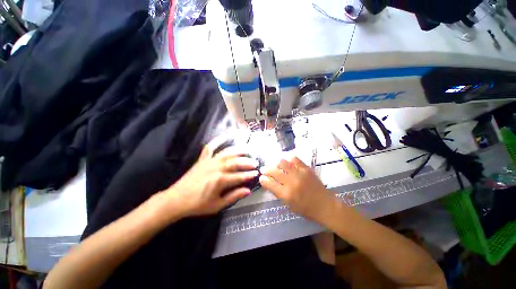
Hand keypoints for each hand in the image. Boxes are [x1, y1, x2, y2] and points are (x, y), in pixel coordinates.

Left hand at [162, 146, 258, 217]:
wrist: (176, 200)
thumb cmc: (197, 204)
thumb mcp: (217, 205)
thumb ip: (233, 196)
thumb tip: (248, 190)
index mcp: (219, 180)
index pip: (239, 176)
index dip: (249, 175)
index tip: (256, 173)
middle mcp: (216, 168)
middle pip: (235, 162)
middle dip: (247, 162)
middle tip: (255, 162)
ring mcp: (209, 162)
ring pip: (226, 153)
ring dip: (238, 150)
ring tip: (247, 149)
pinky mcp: (202, 159)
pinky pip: (210, 147)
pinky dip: (217, 140)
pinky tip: (225, 136)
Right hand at [259, 157, 337, 222]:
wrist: (325, 205)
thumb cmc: (306, 209)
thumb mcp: (289, 205)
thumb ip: (278, 193)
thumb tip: (270, 182)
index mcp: (286, 194)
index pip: (269, 184)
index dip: (263, 180)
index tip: (261, 177)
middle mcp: (291, 183)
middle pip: (274, 171)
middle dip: (266, 170)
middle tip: (265, 169)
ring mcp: (299, 174)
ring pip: (283, 163)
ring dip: (276, 163)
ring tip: (276, 165)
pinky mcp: (306, 169)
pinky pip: (295, 159)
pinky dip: (288, 159)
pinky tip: (287, 161)